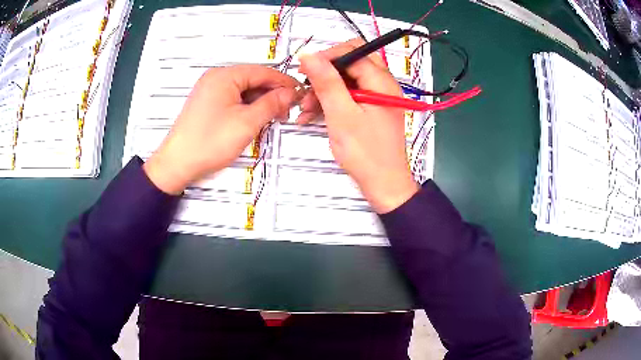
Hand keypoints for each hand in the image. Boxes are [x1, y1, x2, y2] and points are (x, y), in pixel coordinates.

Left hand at [143, 65, 299, 193]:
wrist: (177, 164)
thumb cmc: (209, 142)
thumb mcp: (247, 123)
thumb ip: (271, 104)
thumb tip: (289, 93)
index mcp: (224, 76)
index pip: (262, 71)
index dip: (283, 82)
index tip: (299, 93)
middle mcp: (216, 78)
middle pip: (252, 79)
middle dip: (272, 93)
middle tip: (287, 110)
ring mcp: (209, 90)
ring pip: (243, 90)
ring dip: (260, 101)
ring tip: (273, 117)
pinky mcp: (207, 103)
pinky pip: (233, 98)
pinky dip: (247, 106)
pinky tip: (255, 118)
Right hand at [298, 40, 418, 212]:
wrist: (384, 184)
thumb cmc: (365, 153)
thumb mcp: (341, 114)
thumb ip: (326, 82)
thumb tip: (309, 54)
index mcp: (381, 81)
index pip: (352, 52)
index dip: (326, 57)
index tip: (303, 70)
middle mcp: (382, 84)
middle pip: (350, 63)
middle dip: (325, 74)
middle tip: (306, 88)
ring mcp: (377, 97)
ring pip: (347, 80)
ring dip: (324, 90)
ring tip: (304, 109)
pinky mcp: (371, 109)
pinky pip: (349, 95)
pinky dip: (332, 101)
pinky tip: (312, 115)